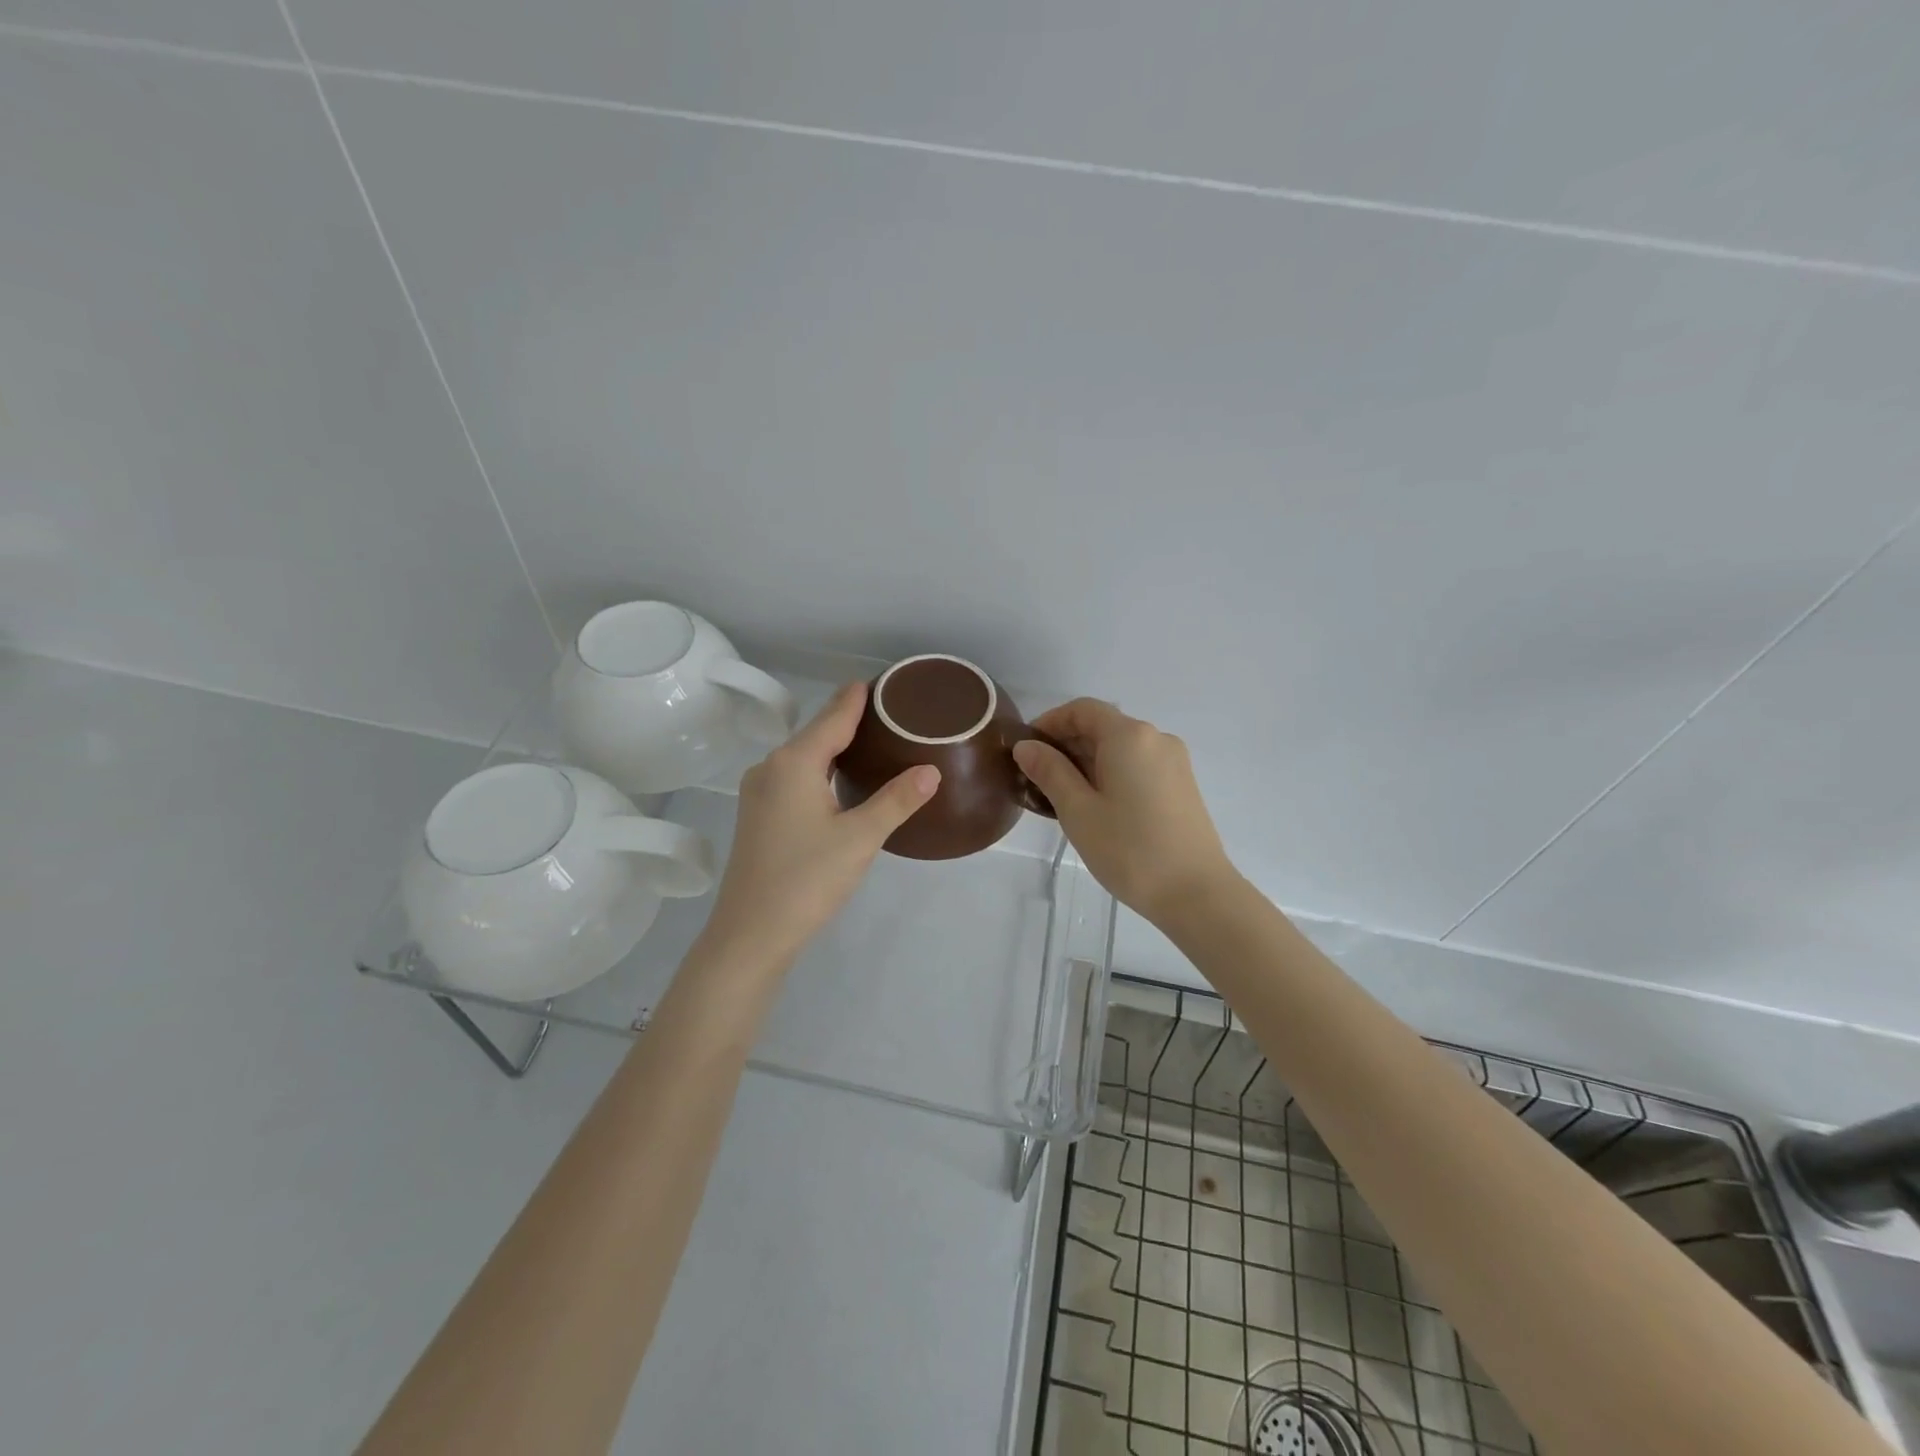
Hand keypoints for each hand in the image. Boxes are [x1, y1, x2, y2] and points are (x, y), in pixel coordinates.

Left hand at [702, 682, 939, 964]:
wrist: (751, 933)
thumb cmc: (807, 879)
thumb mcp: (860, 838)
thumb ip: (896, 800)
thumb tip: (931, 770)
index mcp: (794, 763)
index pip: (834, 717)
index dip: (858, 698)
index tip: (882, 681)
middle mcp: (771, 767)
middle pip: (816, 732)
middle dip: (849, 718)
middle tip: (890, 712)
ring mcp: (759, 792)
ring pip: (804, 756)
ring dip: (834, 745)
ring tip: (873, 740)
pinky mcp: (758, 814)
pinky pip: (794, 776)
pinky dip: (820, 767)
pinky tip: (839, 778)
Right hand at [1014, 699, 1235, 923]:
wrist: (1196, 893)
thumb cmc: (1129, 849)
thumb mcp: (1078, 810)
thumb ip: (1049, 771)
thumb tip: (1026, 746)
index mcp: (1129, 736)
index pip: (1082, 709)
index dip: (1050, 722)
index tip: (1026, 749)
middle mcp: (1155, 738)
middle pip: (1103, 726)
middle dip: (1067, 744)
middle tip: (1037, 778)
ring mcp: (1173, 762)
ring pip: (1120, 748)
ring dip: (1087, 761)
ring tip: (1062, 796)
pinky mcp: (1181, 785)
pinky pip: (1138, 765)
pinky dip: (1111, 773)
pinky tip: (1096, 806)